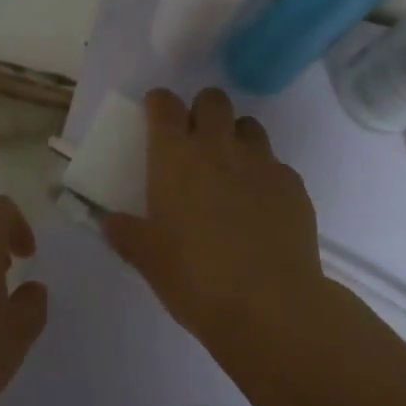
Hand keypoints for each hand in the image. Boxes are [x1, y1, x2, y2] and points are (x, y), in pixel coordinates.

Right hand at [102, 88, 324, 349]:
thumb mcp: (148, 259)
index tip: (156, 115)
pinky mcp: (294, 185)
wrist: (271, 306)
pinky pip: (277, 164)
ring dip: (236, 137)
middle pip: (213, 99)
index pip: (165, 104)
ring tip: (231, 169)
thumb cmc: (196, 277)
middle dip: (202, 111)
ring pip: (249, 125)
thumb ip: (127, 233)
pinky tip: (261, 206)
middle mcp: (219, 146)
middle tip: (195, 141)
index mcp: (176, 155)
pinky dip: (265, 175)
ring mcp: (261, 162)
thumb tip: (111, 222)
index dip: (159, 104)